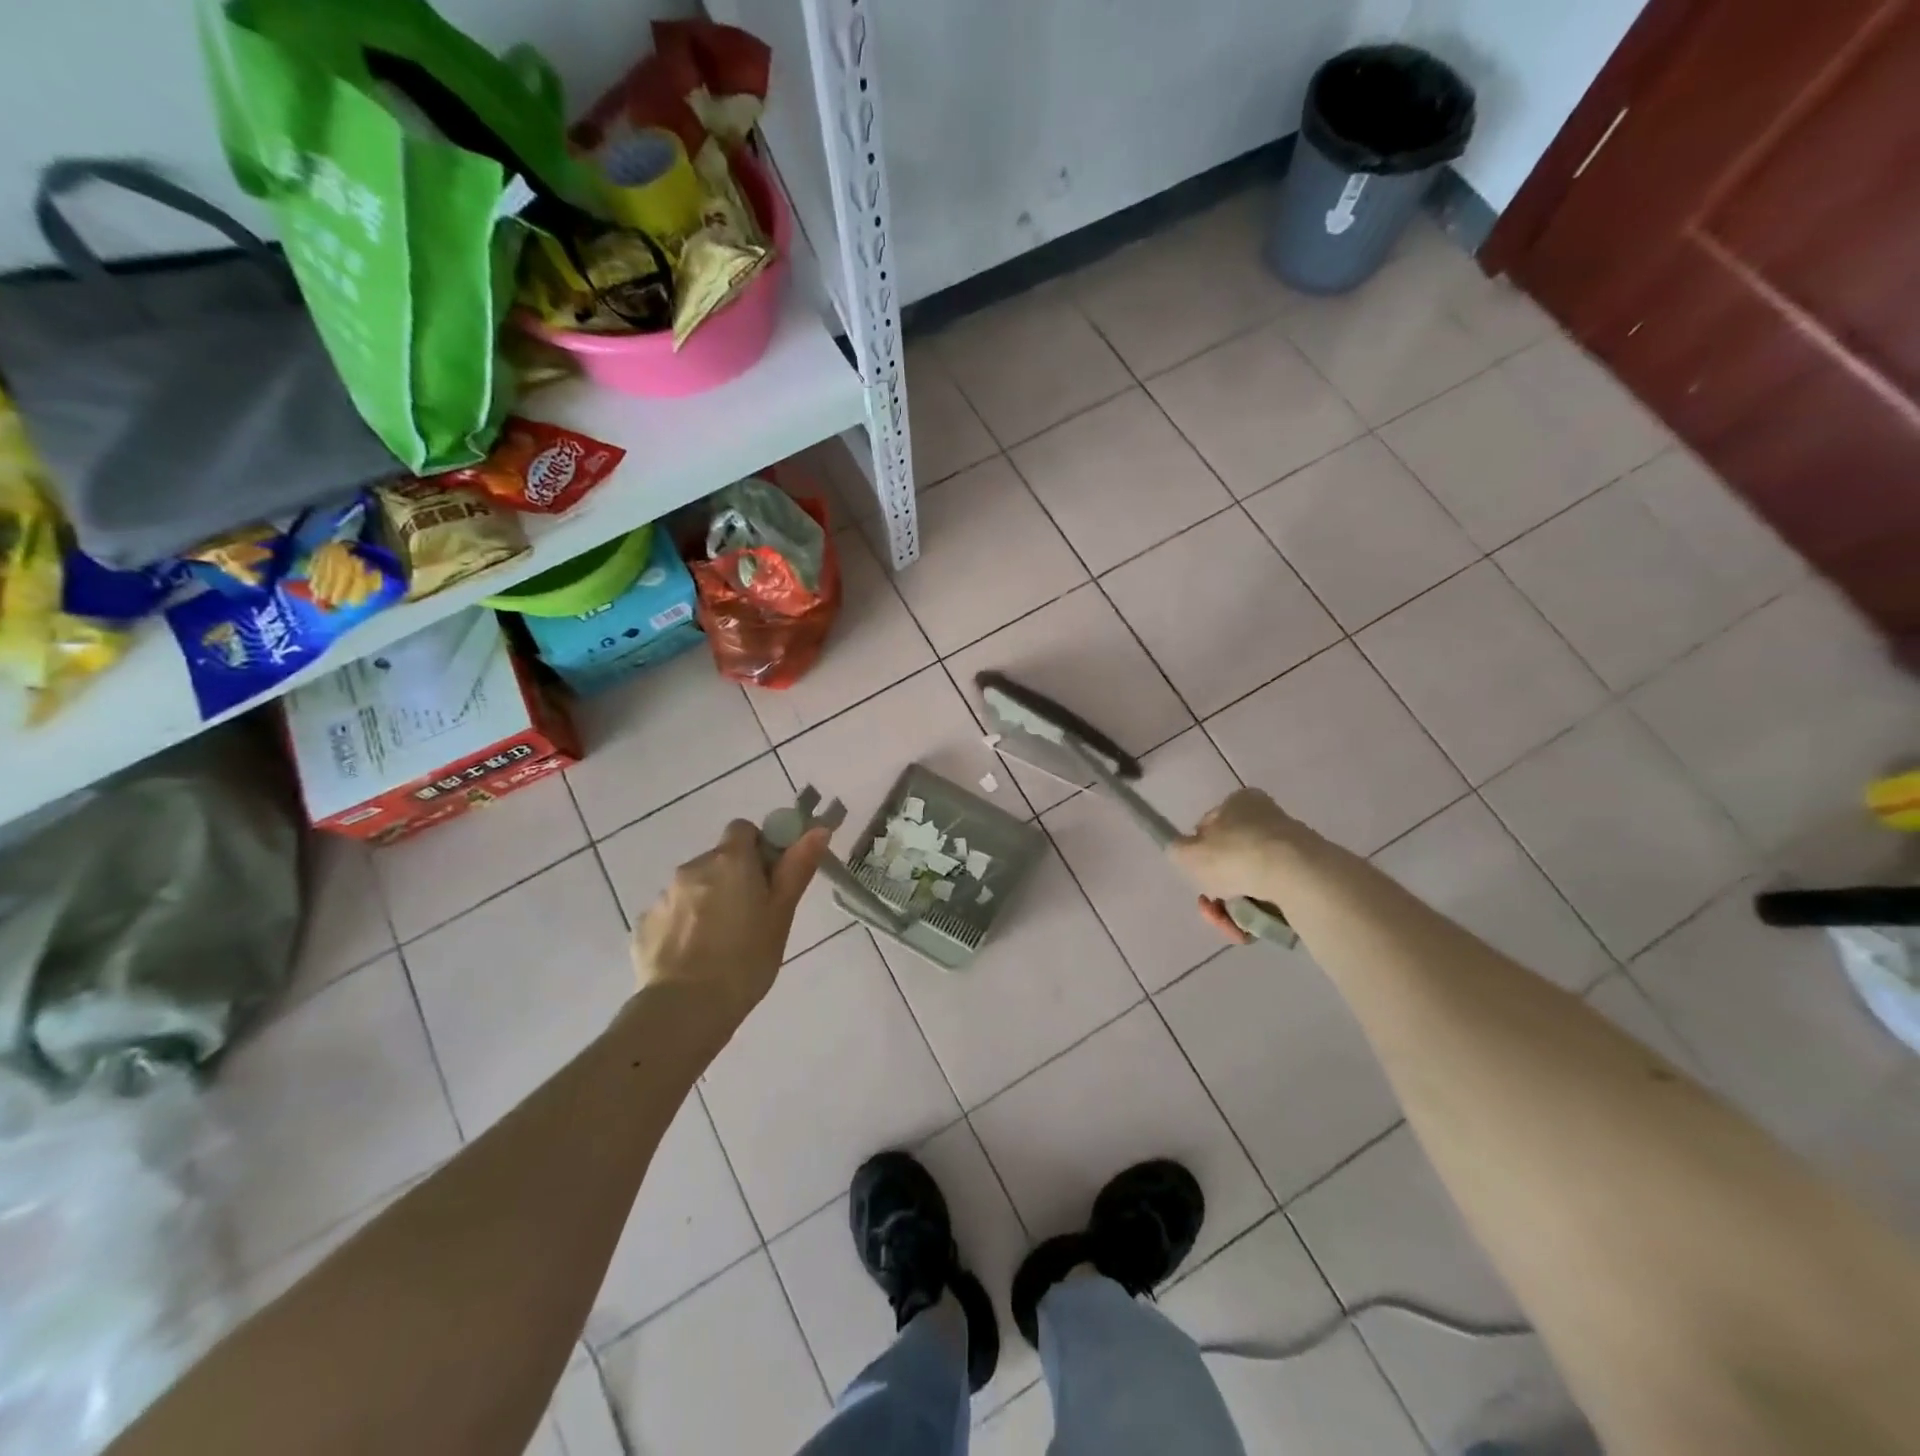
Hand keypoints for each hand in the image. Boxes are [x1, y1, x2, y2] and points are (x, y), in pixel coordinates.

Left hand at [633, 820, 829, 1028]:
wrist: (686, 1008)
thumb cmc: (746, 958)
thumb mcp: (782, 914)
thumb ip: (797, 867)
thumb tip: (817, 829)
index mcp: (730, 860)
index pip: (743, 830)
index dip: (758, 848)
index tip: (769, 879)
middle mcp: (692, 868)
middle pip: (718, 860)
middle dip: (733, 879)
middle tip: (751, 918)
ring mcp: (663, 897)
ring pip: (693, 888)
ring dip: (707, 903)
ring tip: (721, 944)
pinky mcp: (644, 925)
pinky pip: (671, 915)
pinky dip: (683, 927)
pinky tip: (694, 958)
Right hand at [1168, 789, 1308, 940]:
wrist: (1296, 876)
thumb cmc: (1236, 855)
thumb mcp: (1187, 853)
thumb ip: (1177, 851)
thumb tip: (1181, 852)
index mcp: (1239, 801)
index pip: (1209, 826)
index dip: (1197, 853)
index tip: (1195, 875)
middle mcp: (1265, 818)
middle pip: (1229, 859)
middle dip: (1215, 888)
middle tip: (1209, 906)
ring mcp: (1288, 848)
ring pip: (1249, 882)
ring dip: (1233, 907)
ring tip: (1231, 924)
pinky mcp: (1306, 876)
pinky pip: (1272, 897)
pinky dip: (1257, 914)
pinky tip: (1249, 929)